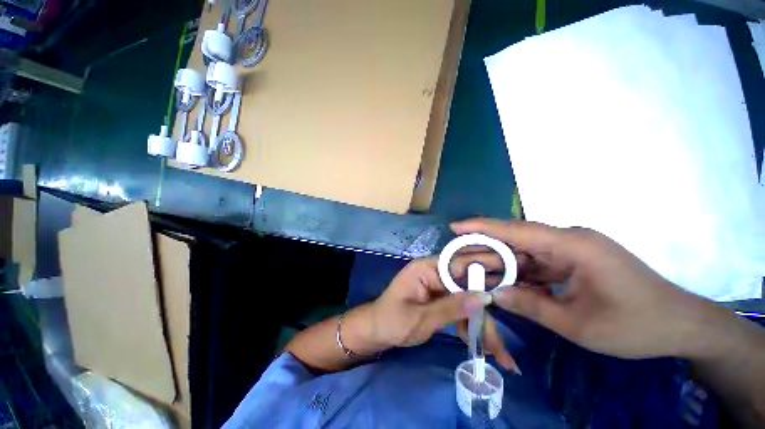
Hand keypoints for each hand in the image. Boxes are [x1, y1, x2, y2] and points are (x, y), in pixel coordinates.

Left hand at [369, 258, 517, 369]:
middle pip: (468, 285)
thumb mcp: (421, 318)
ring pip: (467, 300)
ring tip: (500, 354)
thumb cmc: (392, 322)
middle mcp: (435, 273)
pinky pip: (460, 308)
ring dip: (482, 325)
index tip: (513, 279)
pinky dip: (471, 326)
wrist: (376, 332)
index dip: (486, 268)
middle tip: (507, 334)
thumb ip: (452, 308)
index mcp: (426, 268)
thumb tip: (484, 297)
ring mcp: (438, 286)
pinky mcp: (440, 299)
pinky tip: (483, 347)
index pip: (460, 263)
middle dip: (487, 311)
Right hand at [451, 218, 715, 359]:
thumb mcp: (579, 324)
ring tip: (473, 272)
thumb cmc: (636, 326)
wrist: (680, 325)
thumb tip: (492, 294)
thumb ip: (531, 306)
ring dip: (499, 264)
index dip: (482, 227)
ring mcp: (571, 250)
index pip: (516, 230)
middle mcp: (568, 240)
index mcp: (573, 246)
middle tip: (457, 259)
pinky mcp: (572, 261)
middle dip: (484, 250)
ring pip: (523, 253)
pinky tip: (501, 282)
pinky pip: (536, 263)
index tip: (455, 226)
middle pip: (515, 240)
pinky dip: (517, 273)